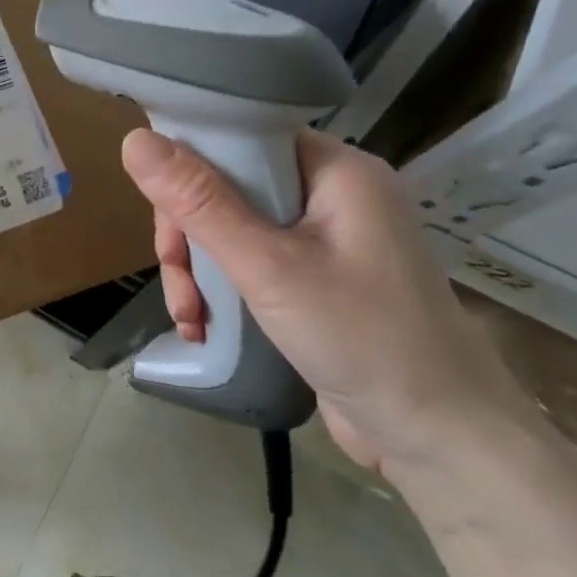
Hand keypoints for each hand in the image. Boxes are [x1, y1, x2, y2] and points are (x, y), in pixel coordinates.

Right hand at [120, 127, 534, 479]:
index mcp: (336, 171)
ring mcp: (326, 240)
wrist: (442, 439)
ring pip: (232, 229)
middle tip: (177, 281)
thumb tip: (135, 139)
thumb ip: (199, 203)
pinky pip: (250, 263)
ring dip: (198, 271)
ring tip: (190, 317)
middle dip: (189, 236)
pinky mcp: (316, 280)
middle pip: (229, 187)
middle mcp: (331, 195)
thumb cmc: (363, 338)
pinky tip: (204, 326)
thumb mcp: (268, 267)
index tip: (161, 212)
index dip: (190, 165)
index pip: (242, 137)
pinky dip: (221, 290)